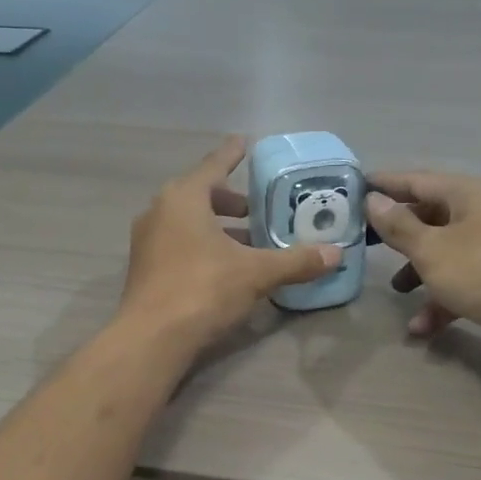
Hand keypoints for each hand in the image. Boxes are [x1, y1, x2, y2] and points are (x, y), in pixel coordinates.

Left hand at [120, 136, 342, 353]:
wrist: (151, 338)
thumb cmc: (203, 289)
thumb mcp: (256, 273)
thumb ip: (296, 261)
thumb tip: (335, 254)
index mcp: (183, 198)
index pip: (214, 165)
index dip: (233, 154)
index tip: (245, 141)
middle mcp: (159, 211)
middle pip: (199, 194)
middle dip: (229, 199)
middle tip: (257, 207)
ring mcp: (147, 241)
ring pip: (188, 222)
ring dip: (217, 226)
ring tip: (248, 240)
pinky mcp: (145, 268)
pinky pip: (179, 244)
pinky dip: (202, 245)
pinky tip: (225, 266)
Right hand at [364, 171, 480, 357]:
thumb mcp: (431, 248)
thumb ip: (398, 225)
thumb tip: (373, 200)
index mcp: (469, 194)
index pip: (418, 181)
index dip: (385, 184)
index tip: (354, 189)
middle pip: (432, 216)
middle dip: (400, 234)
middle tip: (367, 242)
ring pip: (446, 252)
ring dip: (418, 271)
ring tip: (396, 291)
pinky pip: (462, 282)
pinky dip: (441, 300)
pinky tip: (421, 328)